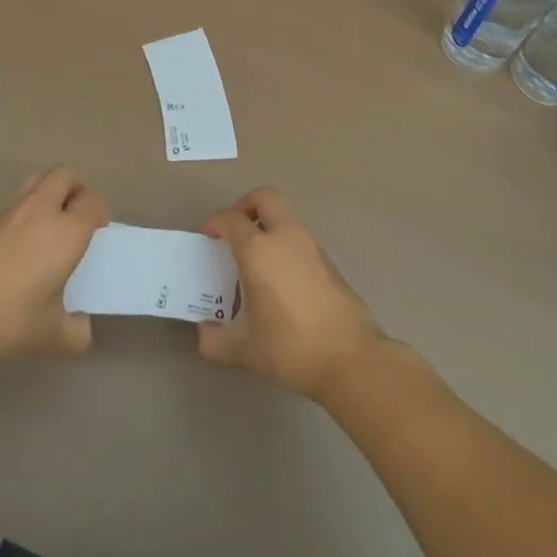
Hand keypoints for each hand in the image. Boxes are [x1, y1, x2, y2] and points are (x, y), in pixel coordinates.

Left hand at [0, 168, 109, 358]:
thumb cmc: (9, 316)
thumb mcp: (51, 335)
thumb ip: (76, 333)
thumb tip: (81, 326)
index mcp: (67, 231)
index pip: (94, 202)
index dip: (99, 213)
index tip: (96, 234)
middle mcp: (42, 210)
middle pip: (66, 175)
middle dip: (76, 190)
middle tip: (75, 219)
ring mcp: (12, 209)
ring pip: (38, 179)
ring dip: (50, 191)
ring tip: (49, 222)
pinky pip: (16, 199)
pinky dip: (25, 208)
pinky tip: (20, 240)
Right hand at [197, 188, 384, 399]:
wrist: (351, 359)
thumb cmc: (290, 347)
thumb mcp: (243, 349)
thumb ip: (214, 340)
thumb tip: (205, 334)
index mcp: (258, 250)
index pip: (231, 219)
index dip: (215, 223)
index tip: (208, 237)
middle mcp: (285, 238)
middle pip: (265, 198)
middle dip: (245, 206)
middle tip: (235, 232)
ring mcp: (312, 247)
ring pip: (286, 217)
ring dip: (268, 226)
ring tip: (256, 260)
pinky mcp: (330, 262)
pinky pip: (300, 239)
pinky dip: (285, 245)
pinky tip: (280, 280)